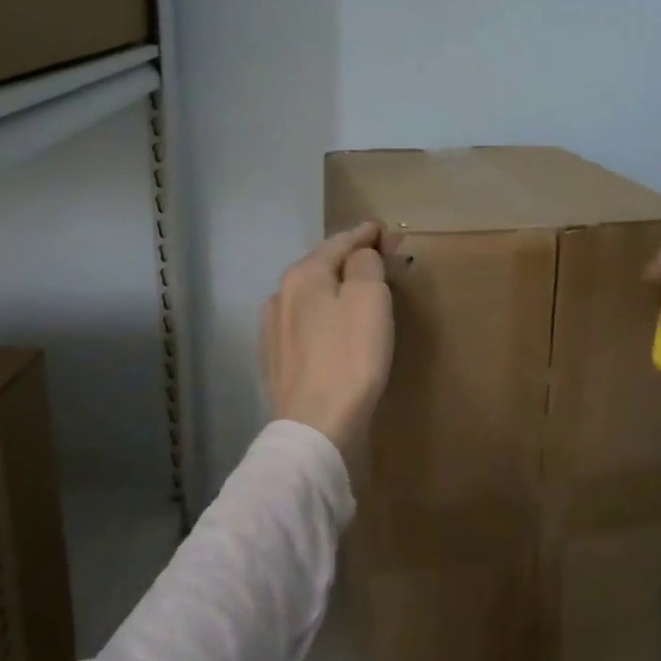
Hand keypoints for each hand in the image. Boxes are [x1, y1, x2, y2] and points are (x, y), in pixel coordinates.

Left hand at [260, 223, 395, 453]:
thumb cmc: (349, 358)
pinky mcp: (275, 359)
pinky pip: (305, 324)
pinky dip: (323, 316)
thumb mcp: (369, 299)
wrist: (315, 428)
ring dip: (335, 288)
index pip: (339, 242)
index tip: (387, 232)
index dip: (366, 234)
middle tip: (380, 258)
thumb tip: (361, 255)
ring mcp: (273, 329)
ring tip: (358, 291)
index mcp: (302, 275)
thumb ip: (366, 264)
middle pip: (322, 266)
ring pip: (311, 295)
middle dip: (351, 259)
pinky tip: (333, 326)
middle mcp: (280, 295)